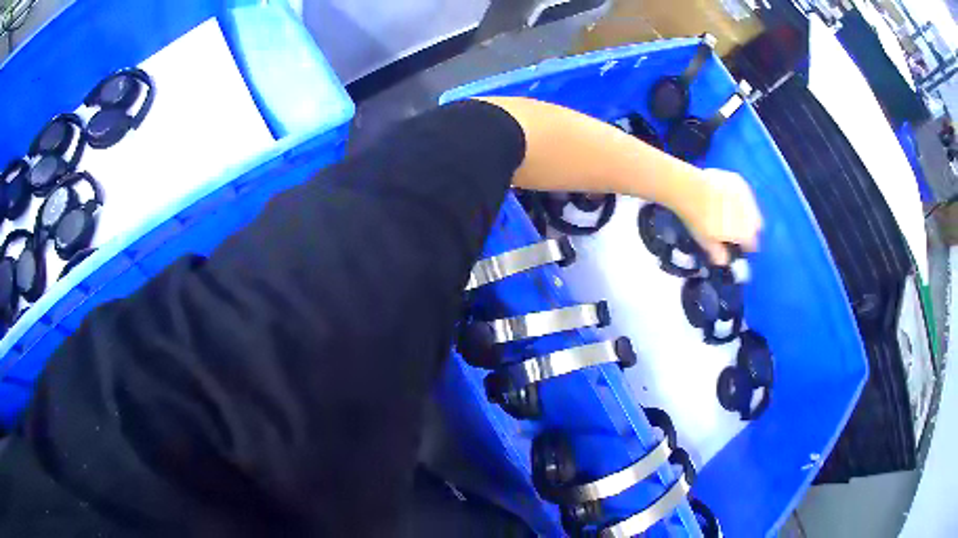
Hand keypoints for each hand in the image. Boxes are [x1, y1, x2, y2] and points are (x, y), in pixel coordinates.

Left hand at [678, 169, 762, 264]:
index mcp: (746, 233)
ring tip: (729, 211)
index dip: (745, 246)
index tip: (738, 245)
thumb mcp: (706, 242)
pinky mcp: (739, 181)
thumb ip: (718, 253)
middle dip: (748, 228)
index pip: (753, 244)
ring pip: (751, 208)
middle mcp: (751, 215)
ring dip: (745, 212)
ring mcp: (746, 195)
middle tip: (735, 229)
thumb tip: (724, 261)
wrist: (691, 189)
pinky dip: (738, 198)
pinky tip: (726, 197)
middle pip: (756, 225)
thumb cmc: (699, 220)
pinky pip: (743, 193)